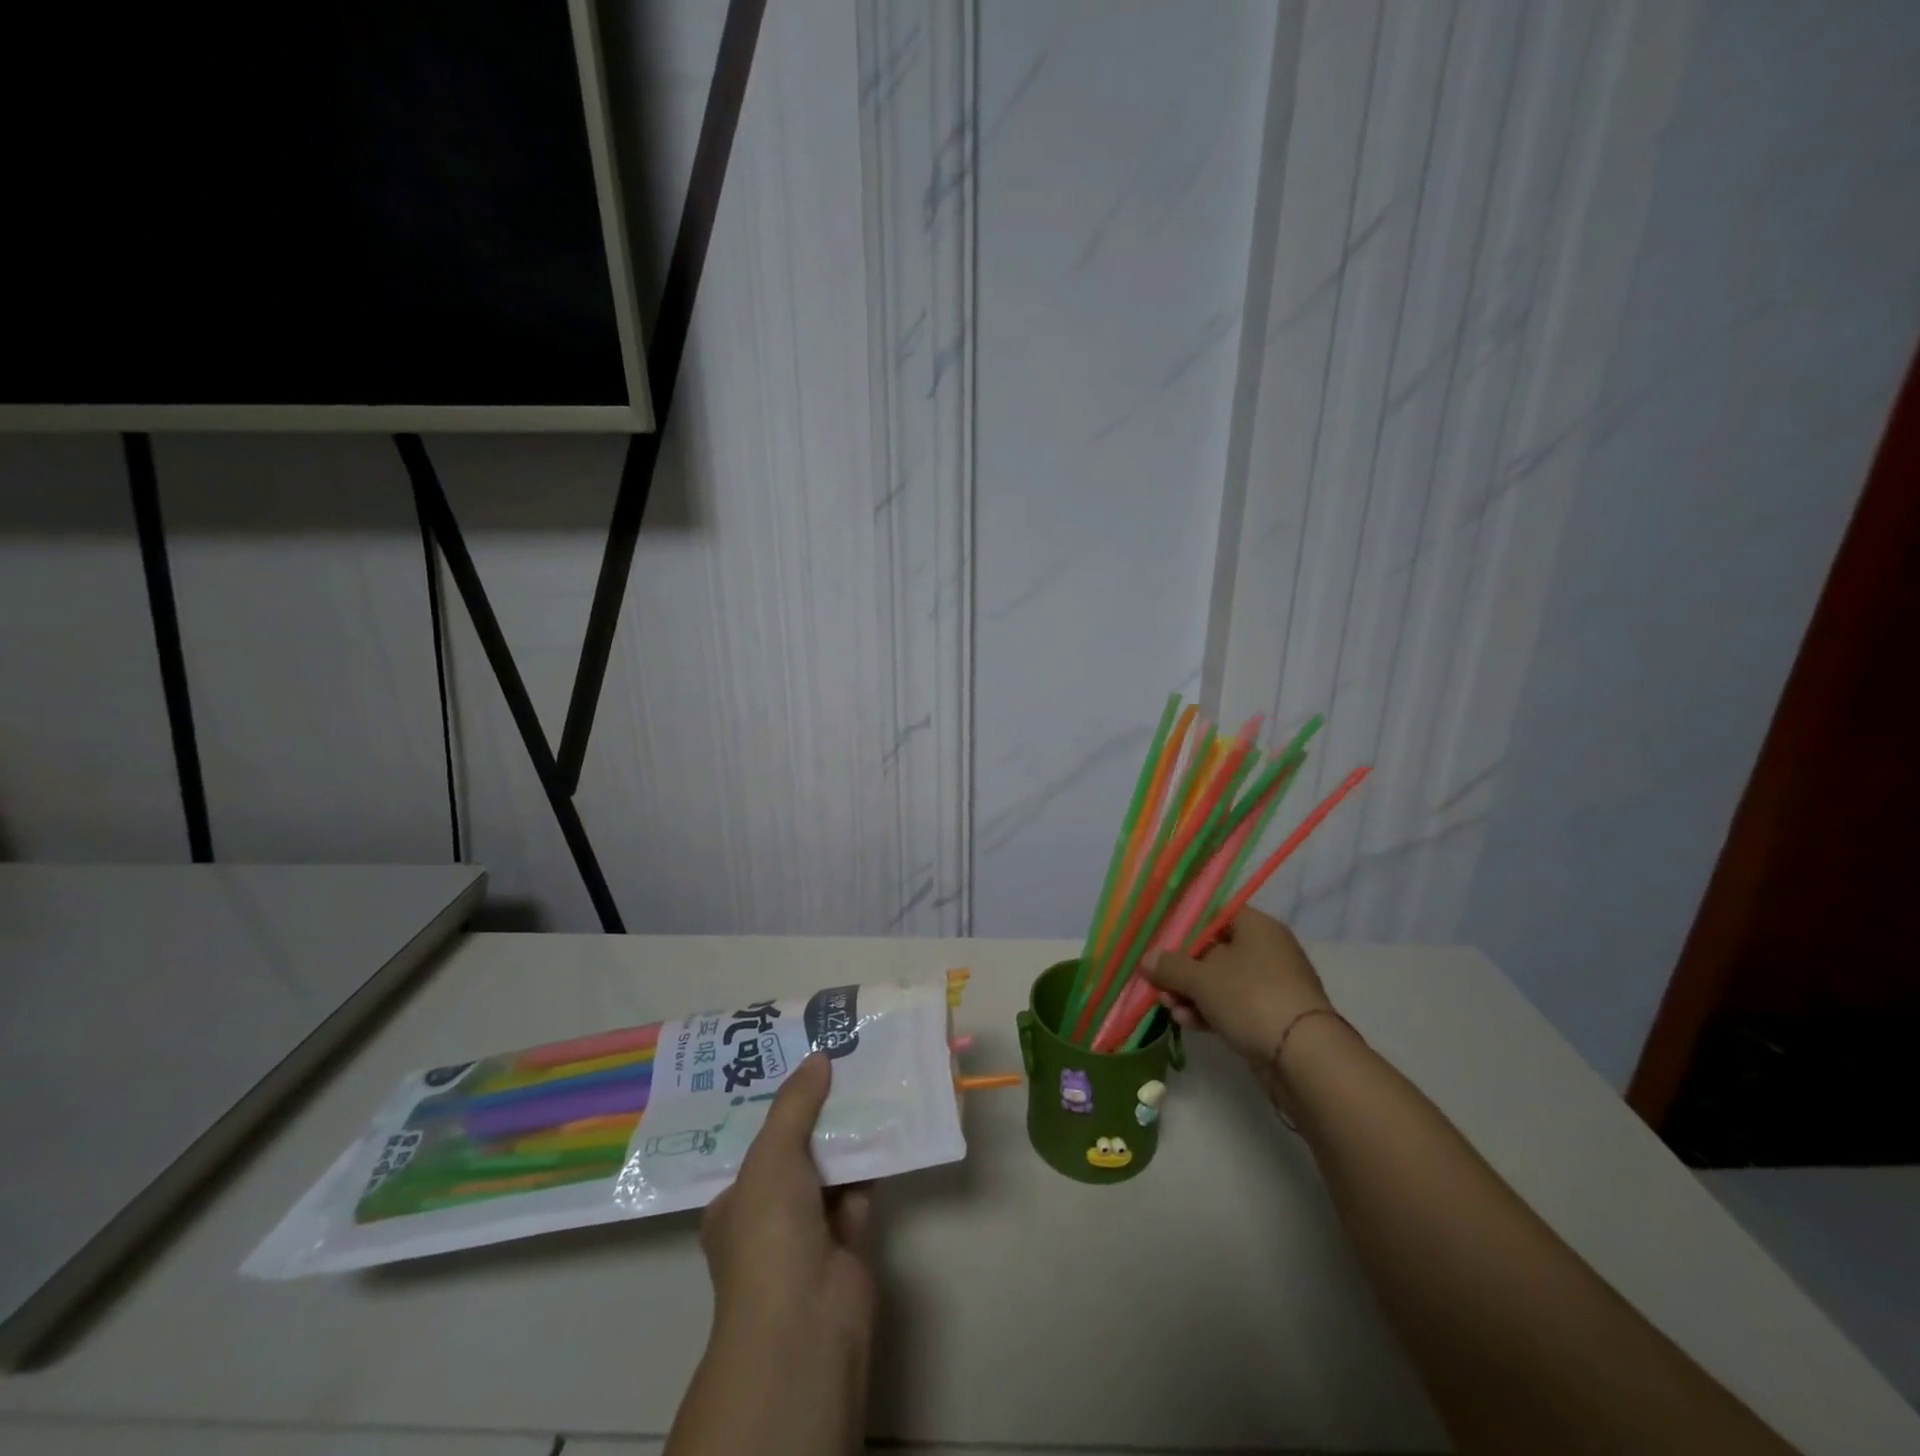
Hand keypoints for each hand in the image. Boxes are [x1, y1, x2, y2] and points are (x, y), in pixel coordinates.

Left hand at [700, 1052, 875, 1351]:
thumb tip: (818, 1057)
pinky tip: (889, 1119)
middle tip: (838, 1060)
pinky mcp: (848, 1239)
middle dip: (816, 1111)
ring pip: (830, 1167)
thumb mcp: (771, 1156)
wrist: (806, 1320)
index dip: (775, 1103)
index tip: (797, 1062)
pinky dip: (872, 1158)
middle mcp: (768, 1215)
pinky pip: (860, 1186)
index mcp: (734, 1202)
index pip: (753, 1143)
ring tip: (867, 1076)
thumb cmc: (769, 1233)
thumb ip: (795, 1104)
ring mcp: (809, 1230)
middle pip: (795, 1150)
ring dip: (847, 1130)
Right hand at [1143, 908, 1330, 1071]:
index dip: (1184, 926)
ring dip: (1192, 994)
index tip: (1158, 940)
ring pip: (1221, 982)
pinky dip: (1210, 1011)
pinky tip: (1187, 1023)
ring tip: (1168, 1007)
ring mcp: (1271, 985)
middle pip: (1213, 950)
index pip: (1214, 914)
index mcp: (1256, 926)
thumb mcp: (1201, 978)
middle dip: (1182, 969)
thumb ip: (1170, 966)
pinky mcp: (1271, 1016)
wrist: (1303, 1056)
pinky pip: (1233, 1006)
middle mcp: (1266, 949)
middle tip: (1157, 982)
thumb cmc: (1250, 997)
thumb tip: (1147, 959)